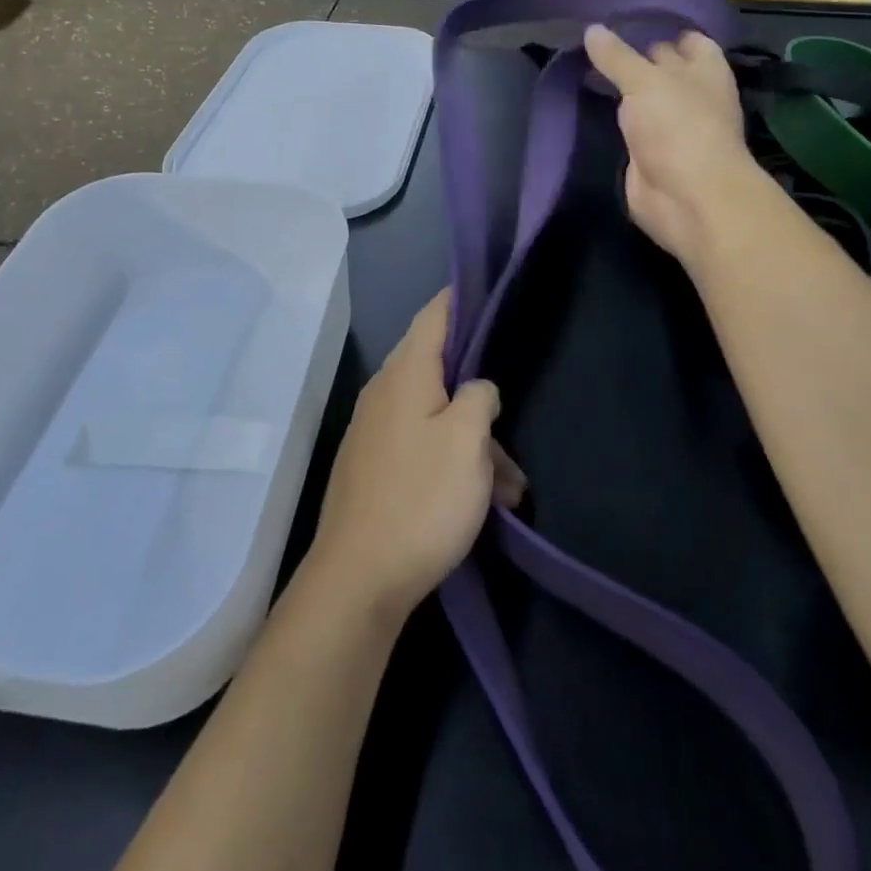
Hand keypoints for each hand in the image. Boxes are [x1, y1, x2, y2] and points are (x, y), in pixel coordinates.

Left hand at [307, 290, 525, 621]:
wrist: (358, 580)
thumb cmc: (421, 499)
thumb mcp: (467, 441)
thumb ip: (478, 397)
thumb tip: (476, 388)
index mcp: (406, 372)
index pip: (435, 313)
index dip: (462, 297)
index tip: (491, 290)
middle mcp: (385, 391)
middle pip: (440, 369)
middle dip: (481, 394)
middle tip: (513, 415)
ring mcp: (376, 430)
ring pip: (437, 416)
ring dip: (475, 443)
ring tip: (512, 488)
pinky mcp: (374, 466)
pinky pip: (422, 446)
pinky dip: (453, 462)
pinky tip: (483, 502)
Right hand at [583, 23, 768, 269]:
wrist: (686, 198)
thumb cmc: (678, 126)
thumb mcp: (644, 81)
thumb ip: (617, 57)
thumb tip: (592, 29)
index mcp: (704, 69)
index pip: (687, 38)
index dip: (661, 26)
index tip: (622, 16)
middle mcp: (691, 94)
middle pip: (662, 67)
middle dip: (633, 54)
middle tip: (591, 38)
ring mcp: (672, 126)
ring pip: (643, 98)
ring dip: (620, 88)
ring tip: (581, 63)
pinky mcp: (650, 153)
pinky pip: (629, 126)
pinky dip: (612, 117)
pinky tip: (587, 102)